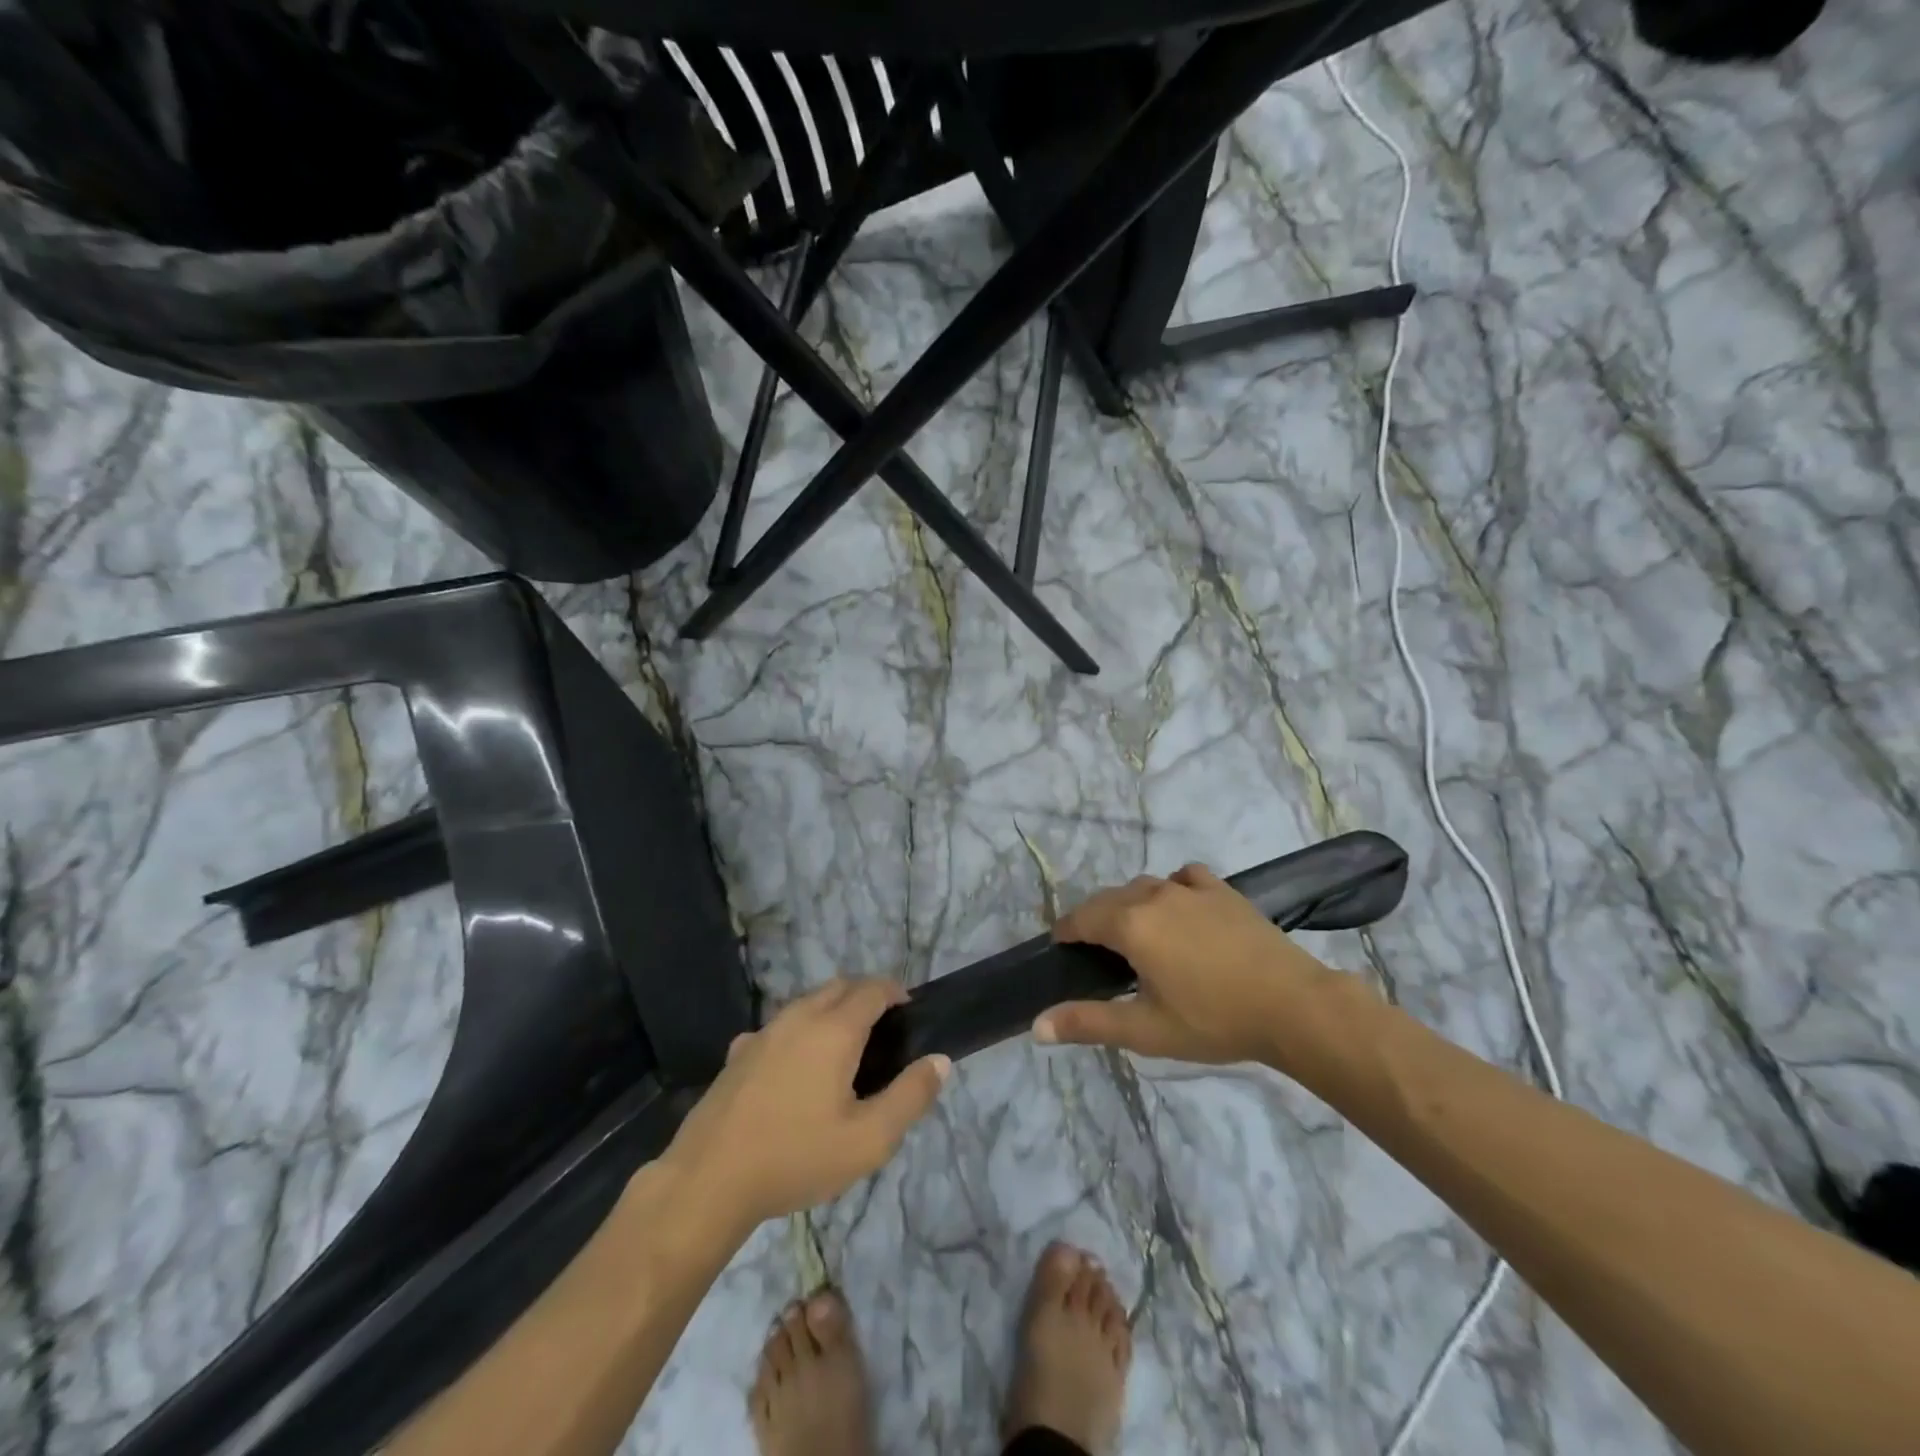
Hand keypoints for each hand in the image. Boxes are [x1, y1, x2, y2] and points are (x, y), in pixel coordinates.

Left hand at [663, 978, 948, 1236]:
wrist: (709, 1180)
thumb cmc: (796, 1157)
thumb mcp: (869, 1140)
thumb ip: (910, 1096)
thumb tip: (940, 1061)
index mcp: (834, 1029)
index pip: (873, 988)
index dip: (896, 992)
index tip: (909, 1013)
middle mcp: (798, 1017)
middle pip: (839, 986)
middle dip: (866, 995)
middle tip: (883, 1030)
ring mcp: (764, 1032)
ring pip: (806, 1002)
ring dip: (832, 1009)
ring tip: (844, 1048)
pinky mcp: (738, 1052)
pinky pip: (779, 1026)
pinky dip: (799, 1031)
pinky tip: (795, 1069)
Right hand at [1034, 863, 1339, 1066]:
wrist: (1293, 1005)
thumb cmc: (1214, 1020)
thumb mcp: (1146, 1030)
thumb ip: (1088, 1023)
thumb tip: (1037, 1026)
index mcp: (1130, 924)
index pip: (1080, 918)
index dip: (1065, 932)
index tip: (1062, 949)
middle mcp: (1154, 894)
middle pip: (1108, 899)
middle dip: (1094, 919)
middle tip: (1095, 952)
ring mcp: (1190, 888)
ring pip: (1143, 886)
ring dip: (1129, 904)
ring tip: (1135, 934)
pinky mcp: (1221, 890)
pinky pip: (1182, 878)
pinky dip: (1170, 889)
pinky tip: (1179, 909)